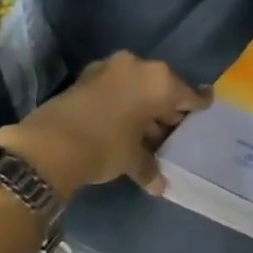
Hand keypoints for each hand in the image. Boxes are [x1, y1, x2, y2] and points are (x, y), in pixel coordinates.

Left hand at [0, 51, 209, 199]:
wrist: (47, 146)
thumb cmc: (105, 146)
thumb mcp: (133, 159)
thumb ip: (150, 166)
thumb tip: (160, 186)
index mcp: (159, 80)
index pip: (189, 94)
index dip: (198, 106)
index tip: (206, 108)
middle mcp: (137, 67)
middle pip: (163, 89)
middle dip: (167, 110)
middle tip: (174, 130)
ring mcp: (109, 69)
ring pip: (137, 88)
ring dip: (143, 108)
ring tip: (149, 133)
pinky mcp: (86, 78)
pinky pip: (116, 89)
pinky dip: (122, 104)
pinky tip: (124, 125)